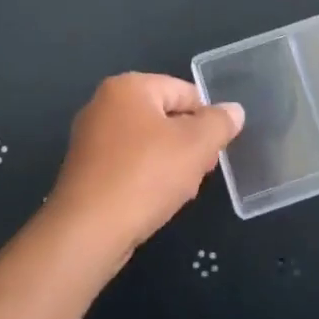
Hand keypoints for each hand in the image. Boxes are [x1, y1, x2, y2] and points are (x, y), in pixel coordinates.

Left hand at [45, 73, 243, 266]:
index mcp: (128, 87)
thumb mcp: (196, 146)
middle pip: (164, 116)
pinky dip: (146, 178)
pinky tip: (156, 202)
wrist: (87, 231)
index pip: (183, 91)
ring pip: (147, 143)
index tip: (216, 149)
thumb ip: (219, 123)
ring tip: (181, 192)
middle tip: (202, 172)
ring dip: (171, 164)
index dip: (207, 119)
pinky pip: (127, 164)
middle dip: (189, 144)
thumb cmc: (145, 176)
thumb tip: (233, 110)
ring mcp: (90, 137)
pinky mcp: (85, 170)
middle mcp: (104, 104)